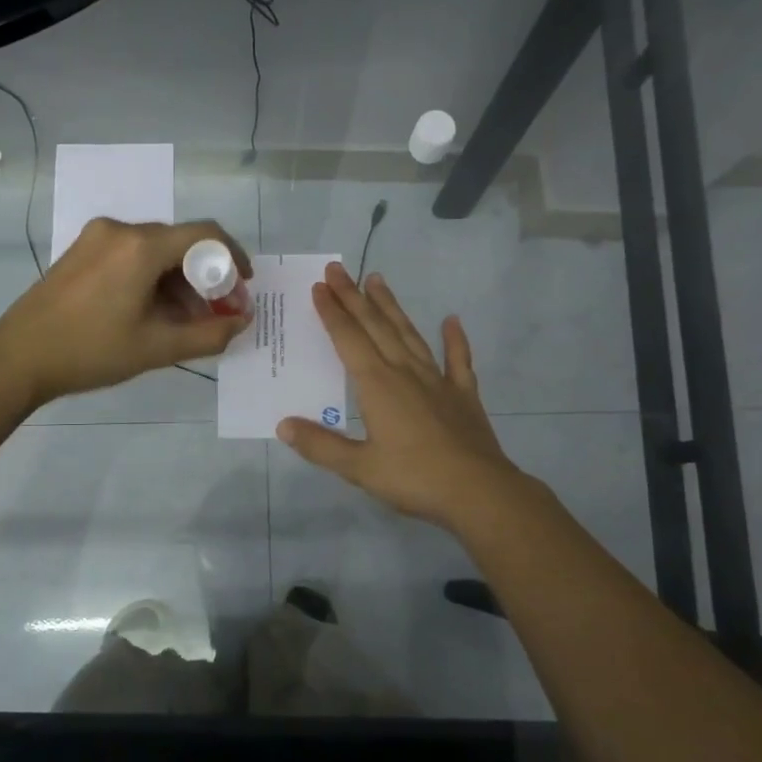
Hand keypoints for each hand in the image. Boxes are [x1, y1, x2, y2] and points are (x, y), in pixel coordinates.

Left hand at [0, 217, 252, 405]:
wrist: (18, 357)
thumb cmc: (91, 351)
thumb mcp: (157, 348)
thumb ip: (209, 334)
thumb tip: (242, 322)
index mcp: (141, 246)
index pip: (205, 234)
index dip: (233, 257)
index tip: (243, 287)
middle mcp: (120, 230)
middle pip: (180, 243)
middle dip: (205, 276)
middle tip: (216, 313)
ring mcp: (96, 237)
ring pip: (155, 250)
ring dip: (178, 280)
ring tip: (185, 321)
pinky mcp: (81, 251)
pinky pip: (131, 255)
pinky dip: (152, 277)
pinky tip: (152, 311)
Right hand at [276, 263, 531, 530]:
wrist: (479, 492)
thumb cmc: (414, 479)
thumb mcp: (359, 468)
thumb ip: (320, 445)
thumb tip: (283, 425)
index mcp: (377, 385)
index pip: (349, 339)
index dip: (332, 312)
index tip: (320, 286)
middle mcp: (405, 372)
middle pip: (375, 327)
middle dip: (354, 297)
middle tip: (338, 269)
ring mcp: (438, 381)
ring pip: (409, 335)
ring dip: (392, 308)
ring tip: (378, 280)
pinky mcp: (463, 395)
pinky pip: (458, 360)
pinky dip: (455, 340)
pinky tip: (452, 321)